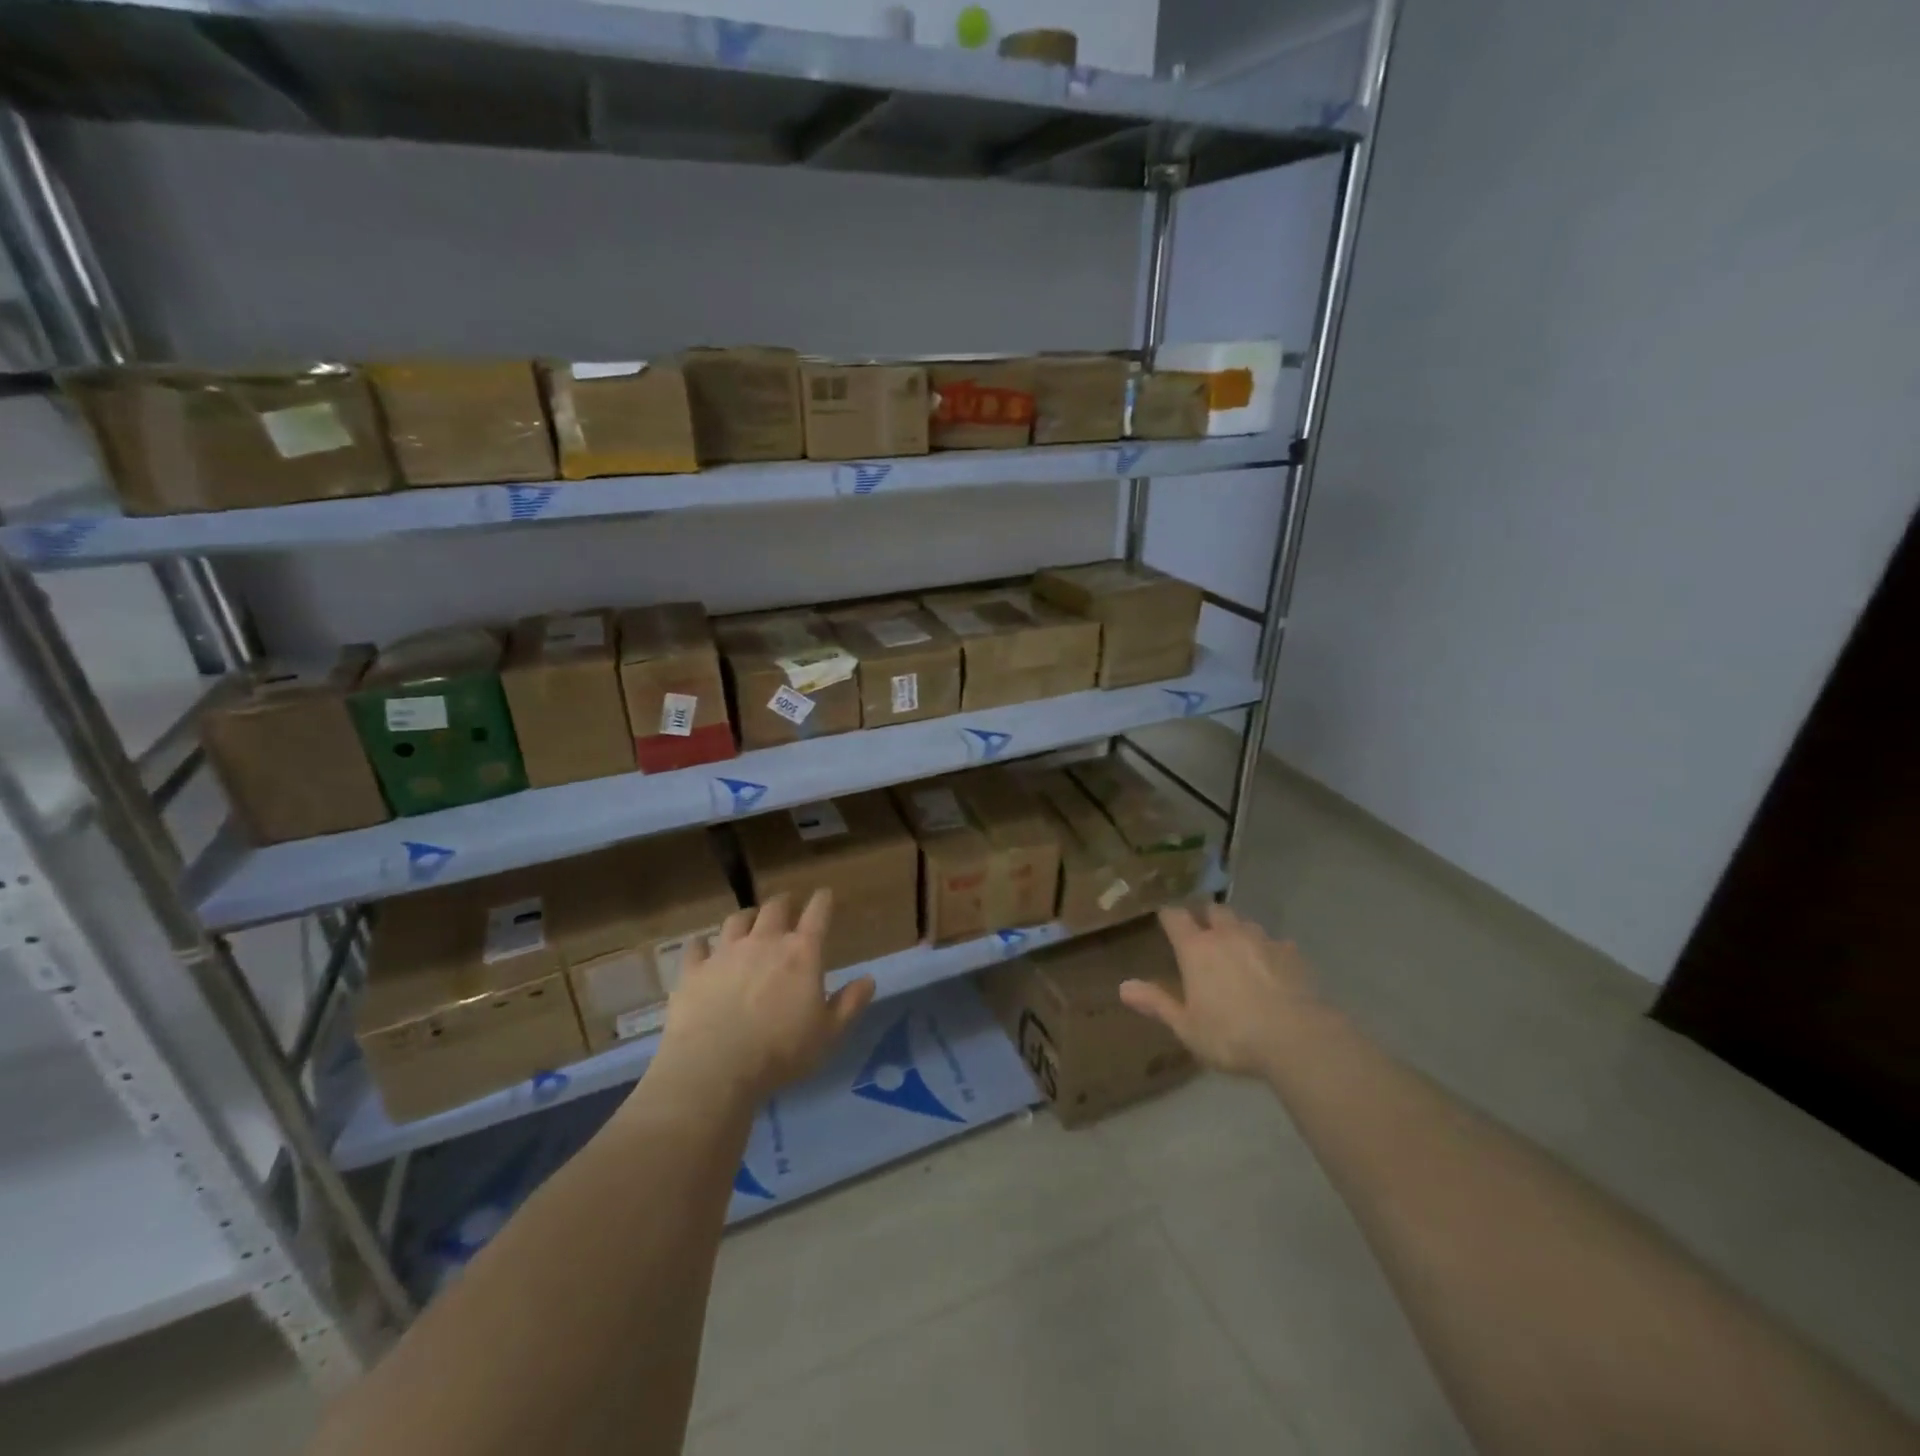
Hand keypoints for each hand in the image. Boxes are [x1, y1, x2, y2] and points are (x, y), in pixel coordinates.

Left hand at [648, 891, 875, 1108]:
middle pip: (775, 907)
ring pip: (736, 919)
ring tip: (749, 921)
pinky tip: (702, 948)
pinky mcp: (693, 970)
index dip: (823, 900)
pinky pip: (696, 947)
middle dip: (784, 903)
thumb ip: (850, 1004)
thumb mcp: (828, 1034)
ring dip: (747, 917)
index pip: (818, 913)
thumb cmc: (780, 1052)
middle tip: (788, 906)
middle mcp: (764, 941)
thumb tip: (869, 979)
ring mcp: (725, 952)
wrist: (714, 1068)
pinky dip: (702, 944)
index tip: (825, 894)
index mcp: (802, 953)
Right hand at [1118, 904, 1324, 1077]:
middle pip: (1213, 910)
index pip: (1175, 917)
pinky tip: (1273, 968)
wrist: (1298, 1039)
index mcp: (1196, 949)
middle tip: (1202, 932)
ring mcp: (1262, 941)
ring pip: (1245, 923)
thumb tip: (1123, 987)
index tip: (1166, 920)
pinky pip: (1276, 943)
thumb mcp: (1186, 1027)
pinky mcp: (1292, 954)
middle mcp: (1227, 935)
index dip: (1169, 916)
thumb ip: (1156, 1003)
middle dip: (1206, 916)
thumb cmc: (1232, 1036)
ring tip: (1237, 948)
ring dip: (1237, 930)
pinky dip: (1269, 951)